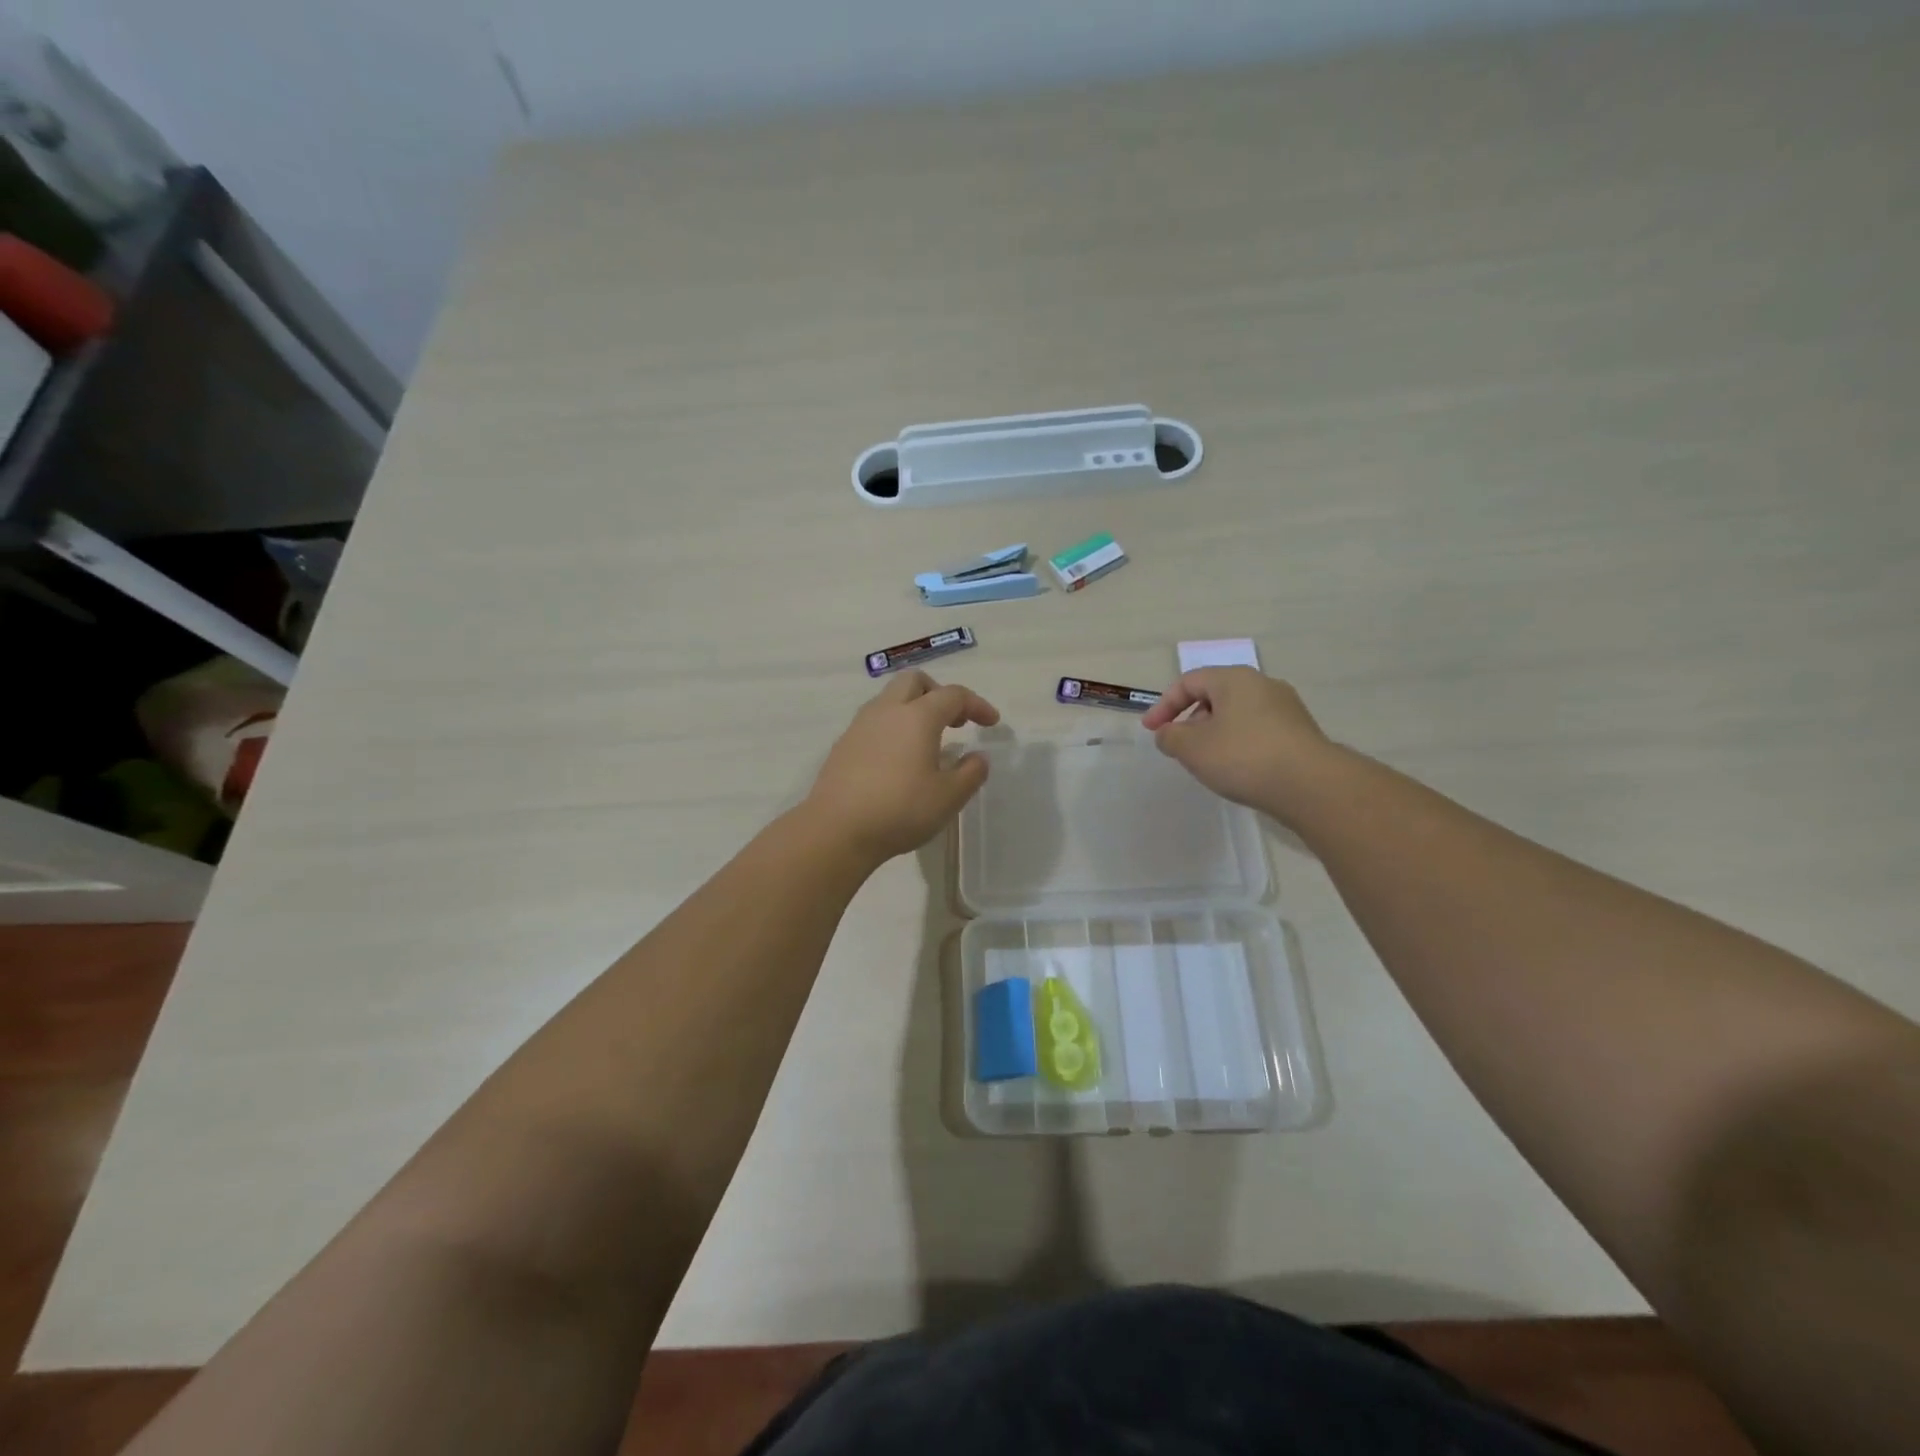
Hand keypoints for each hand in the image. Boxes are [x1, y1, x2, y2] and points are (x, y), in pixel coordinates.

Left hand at [804, 671, 999, 864]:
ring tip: (927, 741)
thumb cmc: (900, 810)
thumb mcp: (949, 797)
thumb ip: (970, 773)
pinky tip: (898, 759)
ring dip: (913, 709)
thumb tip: (977, 757)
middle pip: (915, 682)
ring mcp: (860, 726)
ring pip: (890, 699)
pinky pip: (874, 722)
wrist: (836, 830)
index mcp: (917, 716)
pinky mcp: (843, 745)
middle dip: (939, 694)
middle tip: (955, 721)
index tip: (991, 723)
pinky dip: (893, 728)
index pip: (953, 695)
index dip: (977, 704)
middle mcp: (887, 711)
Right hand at [1139, 668, 1334, 818]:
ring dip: (1215, 733)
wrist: (1311, 786)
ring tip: (1207, 761)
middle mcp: (1262, 685)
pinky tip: (1237, 769)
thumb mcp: (1192, 748)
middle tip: (1180, 747)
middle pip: (1215, 696)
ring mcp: (1286, 708)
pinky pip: (1257, 731)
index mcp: (1234, 679)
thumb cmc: (1243, 757)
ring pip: (1237, 714)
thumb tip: (1169, 733)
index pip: (1189, 682)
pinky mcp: (1300, 732)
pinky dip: (1239, 744)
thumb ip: (1171, 737)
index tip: (1151, 731)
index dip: (1164, 705)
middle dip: (1191, 720)